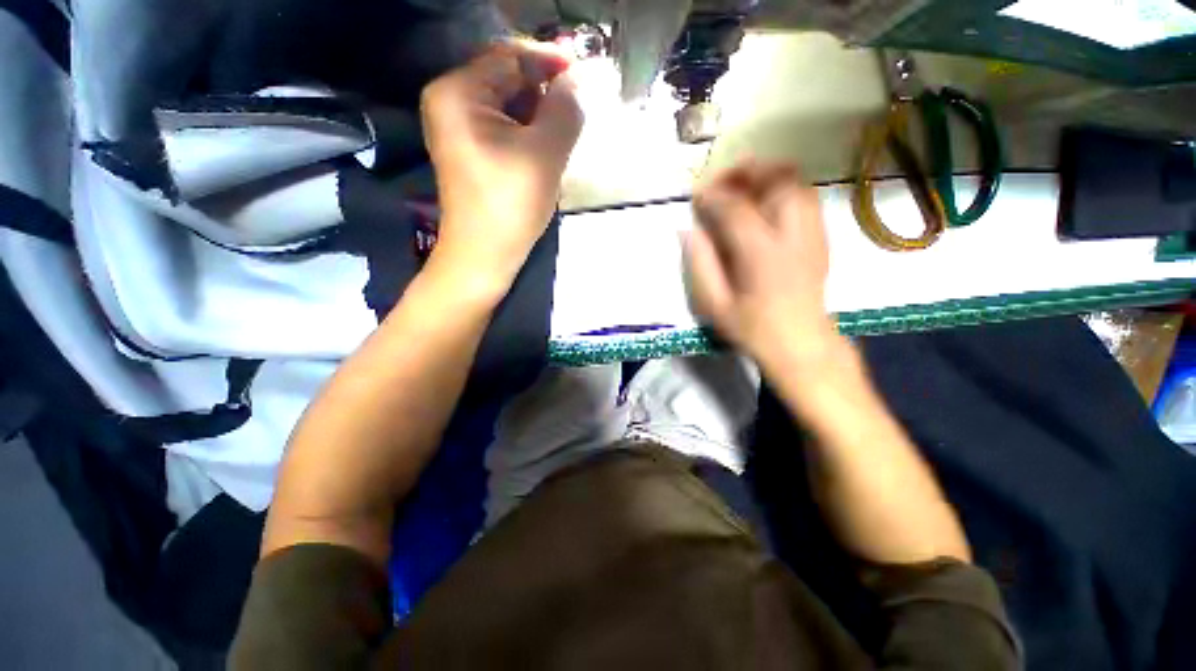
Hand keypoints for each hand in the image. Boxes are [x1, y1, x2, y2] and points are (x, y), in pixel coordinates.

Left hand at [421, 40, 583, 289]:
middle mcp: (450, 101)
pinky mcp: (470, 150)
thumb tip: (577, 82)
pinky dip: (528, 132)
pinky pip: (504, 127)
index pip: (510, 57)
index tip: (585, 75)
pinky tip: (545, 149)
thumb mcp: (545, 154)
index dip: (550, 61)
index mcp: (458, 92)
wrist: (484, 256)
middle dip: (545, 92)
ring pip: (509, 105)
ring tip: (563, 135)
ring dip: (540, 115)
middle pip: (507, 79)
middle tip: (576, 112)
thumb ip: (565, 109)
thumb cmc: (511, 206)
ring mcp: (457, 127)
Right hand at [684, 163, 836, 367]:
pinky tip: (765, 199)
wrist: (800, 343)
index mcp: (760, 254)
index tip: (696, 196)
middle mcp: (791, 234)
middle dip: (745, 171)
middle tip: (722, 181)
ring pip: (795, 182)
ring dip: (767, 174)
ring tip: (743, 183)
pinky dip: (783, 187)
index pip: (735, 208)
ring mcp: (812, 233)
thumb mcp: (714, 305)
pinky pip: (805, 195)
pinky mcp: (820, 236)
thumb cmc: (752, 328)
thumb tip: (689, 230)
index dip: (713, 195)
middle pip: (776, 180)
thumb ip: (700, 264)